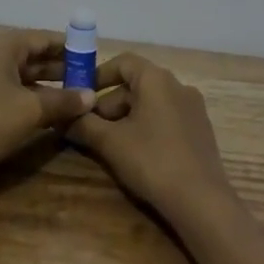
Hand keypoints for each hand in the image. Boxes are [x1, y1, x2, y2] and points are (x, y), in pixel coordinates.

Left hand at [0, 30, 94, 196]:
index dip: (69, 46)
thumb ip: (63, 100)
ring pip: (24, 76)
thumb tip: (91, 96)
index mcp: (2, 47)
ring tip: (79, 96)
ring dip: (50, 85)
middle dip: (61, 67)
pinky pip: (14, 92)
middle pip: (33, 56)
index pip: (42, 38)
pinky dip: (34, 98)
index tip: (93, 55)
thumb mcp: (31, 110)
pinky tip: (54, 112)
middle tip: (91, 78)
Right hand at [63, 53, 235, 224]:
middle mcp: (178, 85)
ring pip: (151, 102)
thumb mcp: (110, 143)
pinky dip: (147, 126)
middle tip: (90, 128)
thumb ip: (84, 126)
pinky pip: (166, 117)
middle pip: (136, 84)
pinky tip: (137, 153)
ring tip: (110, 144)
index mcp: (157, 79)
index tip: (80, 94)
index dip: (98, 75)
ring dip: (127, 117)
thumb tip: (62, 118)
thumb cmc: (152, 161)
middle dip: (109, 104)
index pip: (123, 62)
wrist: (202, 201)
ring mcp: (193, 108)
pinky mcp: (201, 130)